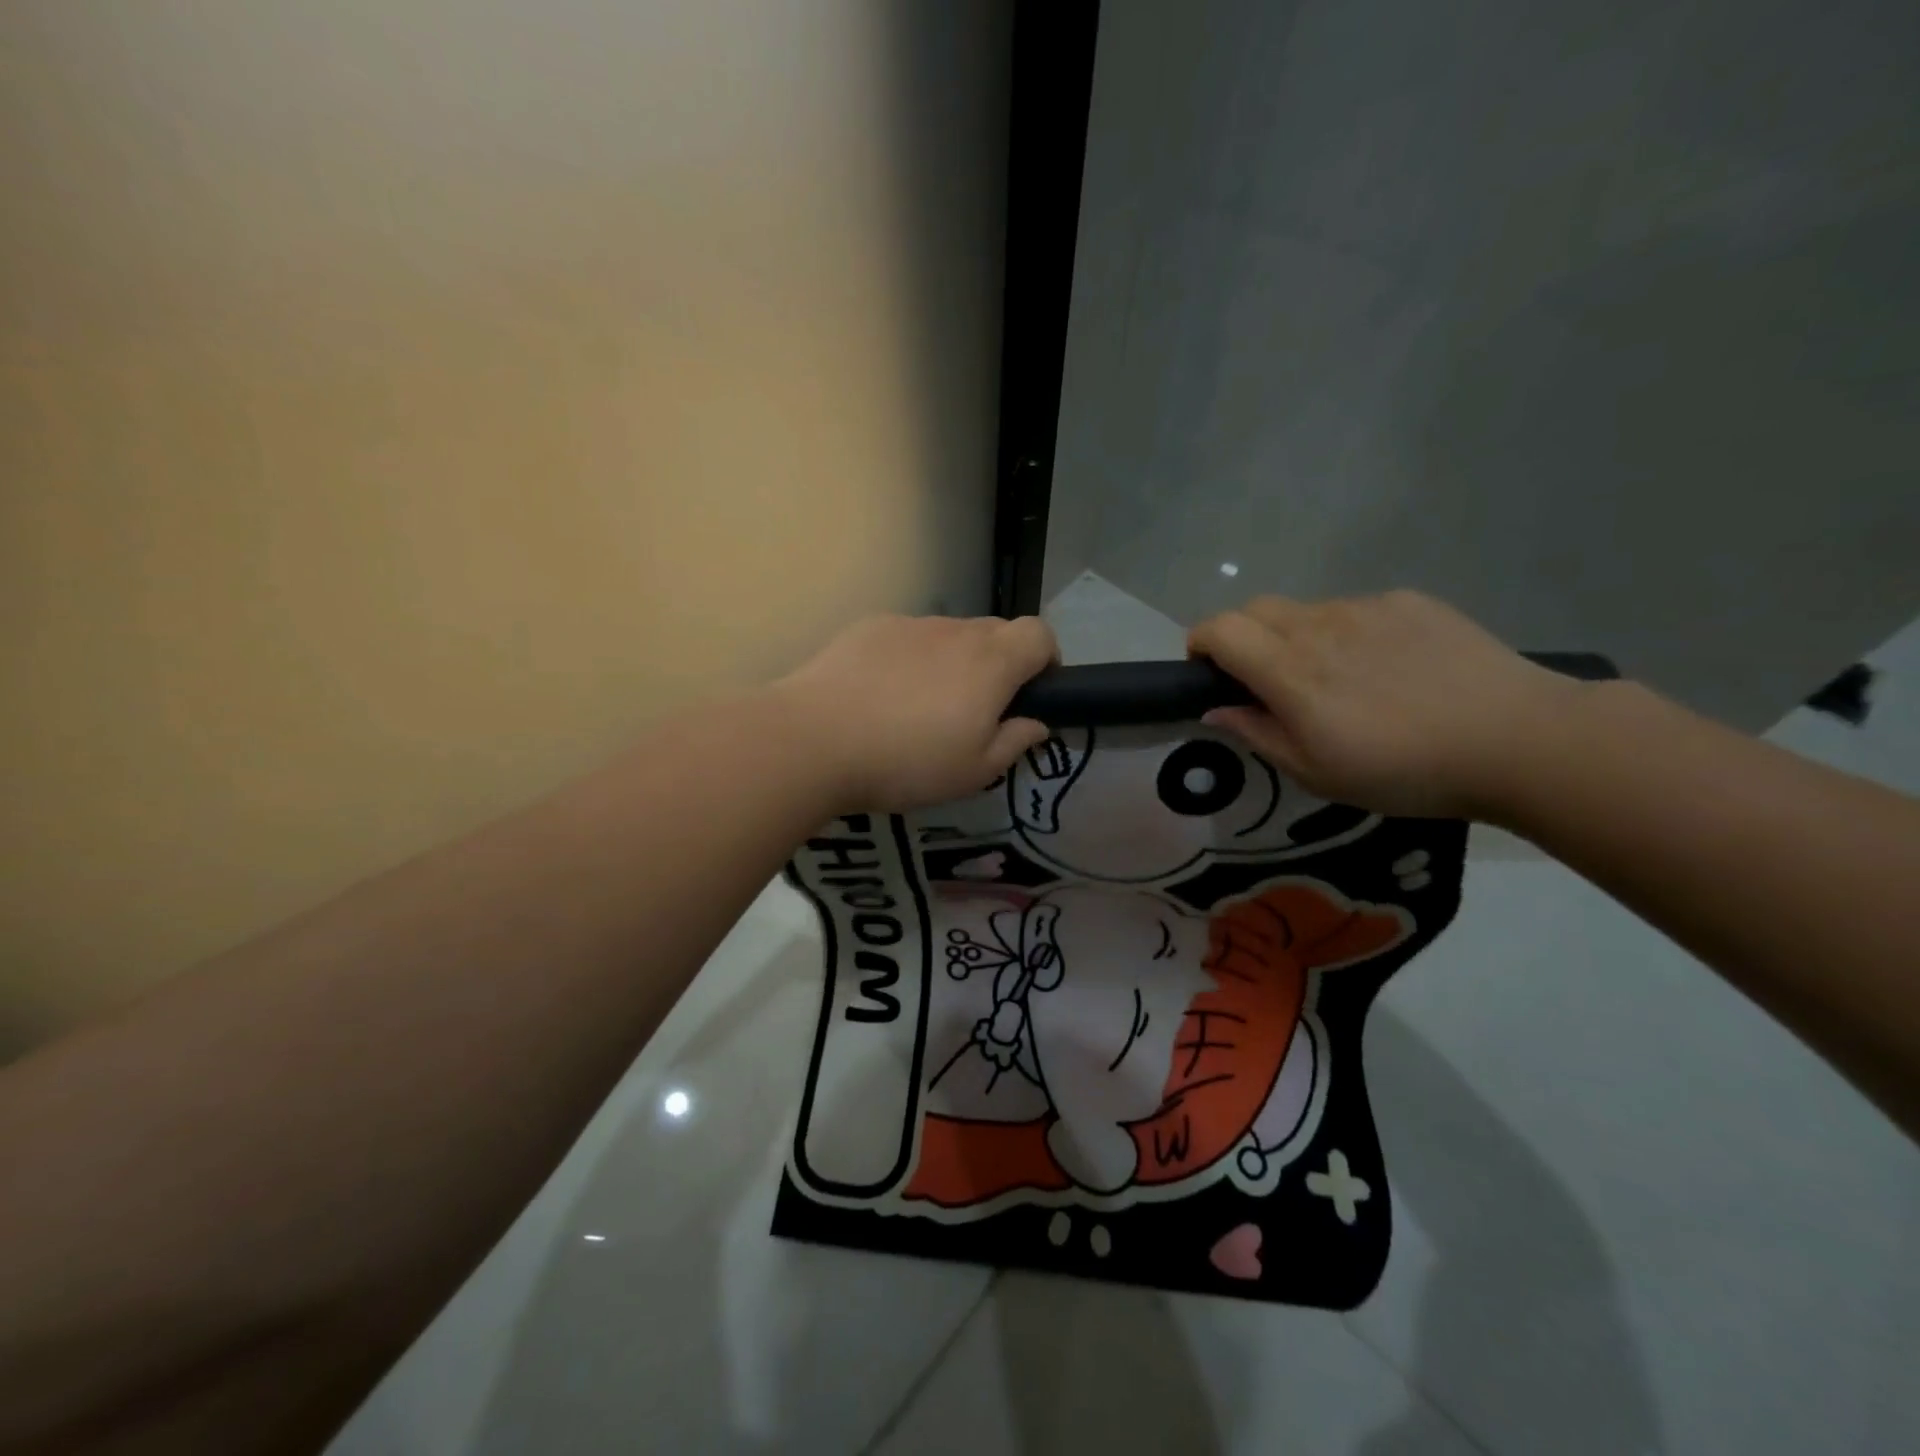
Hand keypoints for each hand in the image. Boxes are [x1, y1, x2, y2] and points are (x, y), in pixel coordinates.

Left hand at [772, 614, 1057, 812]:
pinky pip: (907, 636)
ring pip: (949, 634)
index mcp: (991, 663)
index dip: (1046, 658)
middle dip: (1000, 663)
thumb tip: (1037, 724)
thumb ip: (1014, 742)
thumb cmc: (907, 762)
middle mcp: (956, 631)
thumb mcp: (973, 772)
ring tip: (920, 706)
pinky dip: (910, 657)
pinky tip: (881, 694)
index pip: (1040, 633)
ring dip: (953, 660)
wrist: (815, 739)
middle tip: (975, 709)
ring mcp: (910, 624)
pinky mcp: (870, 627)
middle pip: (996, 631)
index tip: (1032, 692)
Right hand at [1188, 591, 1585, 819]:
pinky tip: (1387, 668)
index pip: (1219, 630)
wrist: (1518, 739)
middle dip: (1241, 637)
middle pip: (1254, 609)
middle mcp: (1319, 626)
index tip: (1206, 672)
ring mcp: (1367, 608)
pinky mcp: (1409, 602)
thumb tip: (1215, 710)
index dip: (1200, 644)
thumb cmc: (1405, 771)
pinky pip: (1356, 609)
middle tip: (1263, 679)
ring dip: (1297, 637)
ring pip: (1306, 610)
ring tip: (1337, 679)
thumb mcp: (1316, 773)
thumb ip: (1257, 735)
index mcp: (1290, 670)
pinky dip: (1347, 633)